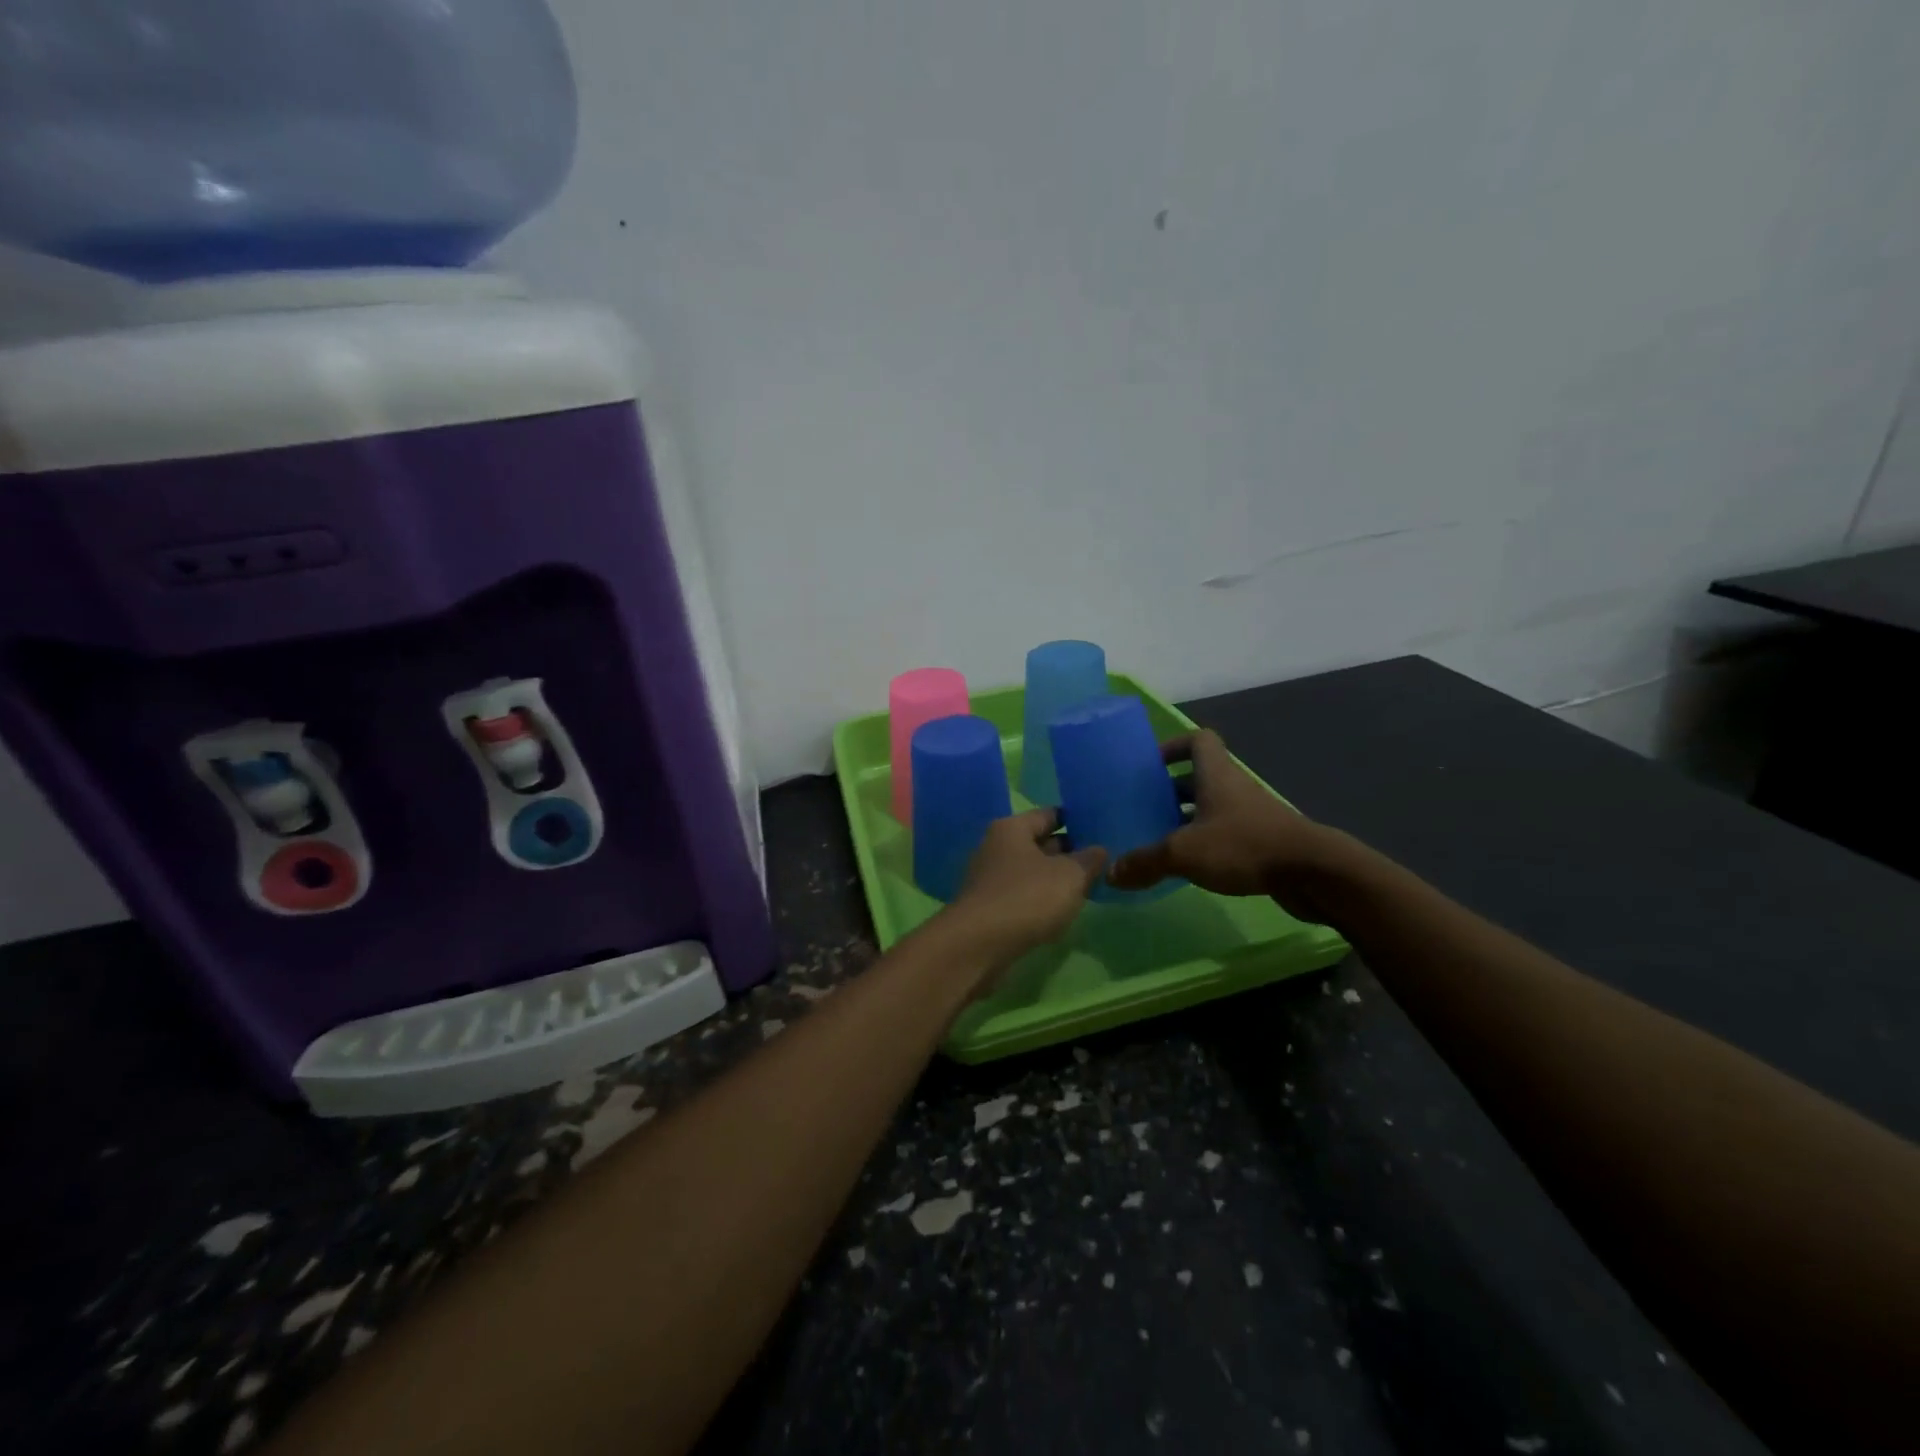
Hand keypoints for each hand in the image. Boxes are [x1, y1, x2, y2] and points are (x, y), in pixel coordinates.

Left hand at [936, 807, 1107, 968]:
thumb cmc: (1027, 897)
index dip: (1076, 820)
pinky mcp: (988, 908)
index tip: (1100, 829)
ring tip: (1087, 888)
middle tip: (1100, 861)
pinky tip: (1060, 913)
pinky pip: (1022, 896)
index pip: (1049, 815)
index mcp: (1012, 828)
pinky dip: (1040, 901)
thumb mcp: (1070, 875)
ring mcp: (989, 879)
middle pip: (1038, 843)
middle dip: (1068, 852)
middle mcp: (996, 847)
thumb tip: (1099, 850)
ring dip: (1054, 879)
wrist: (979, 945)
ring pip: (1031, 872)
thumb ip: (1089, 860)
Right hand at [1106, 729, 1352, 920]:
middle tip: (1143, 807)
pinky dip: (1205, 843)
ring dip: (1186, 819)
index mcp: (1216, 775)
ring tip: (1157, 839)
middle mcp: (1234, 788)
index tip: (1150, 766)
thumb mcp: (1184, 853)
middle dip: (1170, 789)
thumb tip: (1110, 874)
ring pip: (1211, 808)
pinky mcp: (1262, 842)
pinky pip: (1225, 833)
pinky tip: (1188, 866)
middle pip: (1199, 777)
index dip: (1173, 746)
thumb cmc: (1244, 846)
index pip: (1198, 740)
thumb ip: (1145, 861)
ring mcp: (1251, 815)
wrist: (1313, 873)